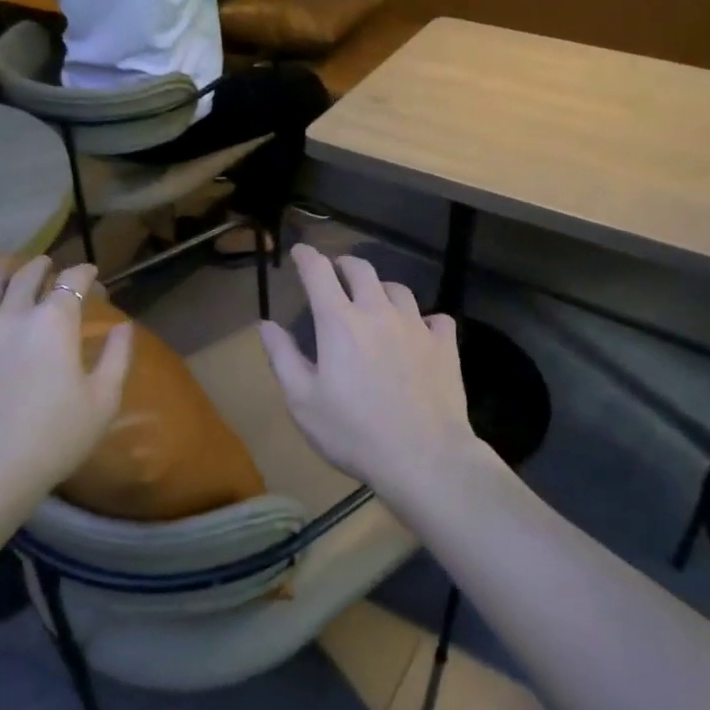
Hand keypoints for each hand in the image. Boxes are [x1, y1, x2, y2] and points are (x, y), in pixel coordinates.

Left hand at [0, 257, 130, 505]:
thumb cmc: (53, 438)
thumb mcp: (103, 401)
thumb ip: (117, 357)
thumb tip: (123, 326)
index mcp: (53, 322)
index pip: (72, 280)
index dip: (84, 273)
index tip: (92, 275)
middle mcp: (11, 316)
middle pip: (25, 277)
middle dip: (40, 267)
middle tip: (47, 265)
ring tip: (3, 275)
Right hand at [257, 245, 478, 496]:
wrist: (424, 458)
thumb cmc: (354, 432)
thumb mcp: (304, 401)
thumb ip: (283, 357)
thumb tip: (265, 324)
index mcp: (339, 323)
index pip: (319, 273)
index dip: (307, 257)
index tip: (300, 251)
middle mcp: (378, 312)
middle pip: (362, 270)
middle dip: (344, 264)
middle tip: (336, 272)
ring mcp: (416, 326)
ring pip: (398, 289)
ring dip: (382, 289)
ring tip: (376, 302)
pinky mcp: (445, 345)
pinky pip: (436, 318)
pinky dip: (424, 320)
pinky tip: (420, 333)